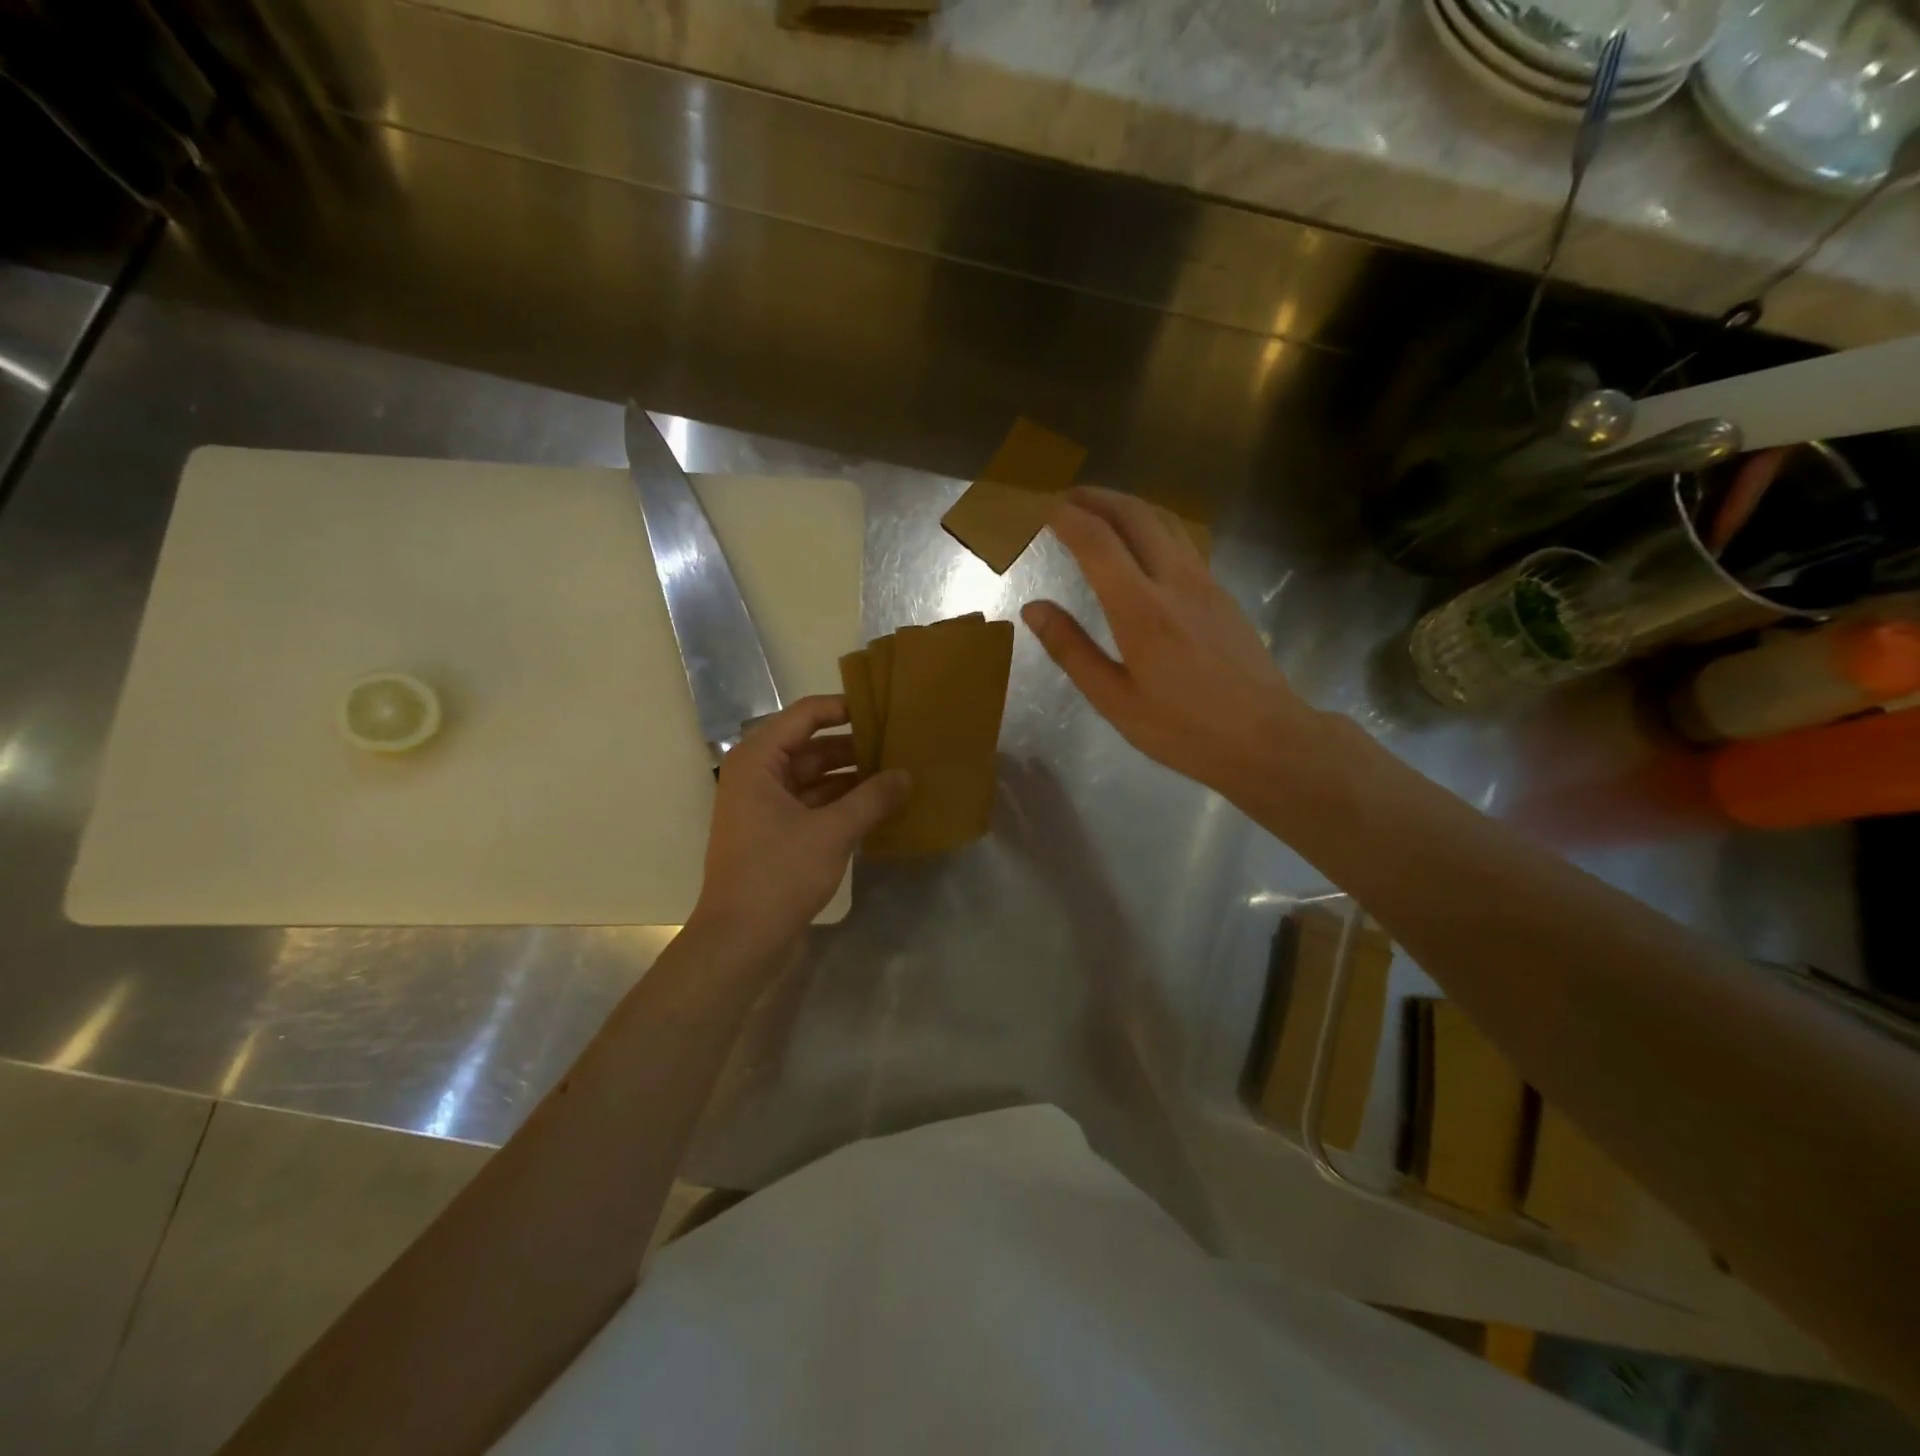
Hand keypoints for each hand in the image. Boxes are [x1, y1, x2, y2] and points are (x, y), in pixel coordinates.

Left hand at [689, 696, 910, 957]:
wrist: (739, 941)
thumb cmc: (778, 875)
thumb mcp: (832, 832)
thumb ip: (873, 798)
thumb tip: (907, 775)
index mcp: (758, 760)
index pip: (805, 715)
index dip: (845, 708)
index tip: (885, 711)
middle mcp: (758, 775)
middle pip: (811, 746)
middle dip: (854, 747)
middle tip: (901, 745)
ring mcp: (765, 806)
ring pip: (814, 777)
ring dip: (851, 777)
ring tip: (897, 775)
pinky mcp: (775, 834)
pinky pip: (813, 804)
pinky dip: (842, 804)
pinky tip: (878, 807)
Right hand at [1022, 487, 1330, 807]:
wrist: (1266, 737)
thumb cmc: (1183, 728)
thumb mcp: (1114, 700)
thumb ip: (1072, 649)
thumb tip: (1034, 609)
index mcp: (1141, 608)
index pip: (1096, 541)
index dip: (1063, 516)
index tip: (1036, 505)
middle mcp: (1175, 581)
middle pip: (1134, 514)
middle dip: (1094, 497)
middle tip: (1062, 498)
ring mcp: (1205, 582)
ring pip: (1164, 520)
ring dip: (1125, 505)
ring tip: (1096, 511)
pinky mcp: (1222, 592)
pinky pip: (1181, 540)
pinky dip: (1150, 525)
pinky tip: (1139, 544)